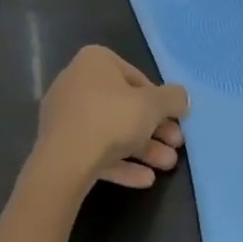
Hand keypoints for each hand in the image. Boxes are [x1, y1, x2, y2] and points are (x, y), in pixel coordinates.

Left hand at [33, 46, 189, 191]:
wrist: (64, 161)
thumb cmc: (111, 119)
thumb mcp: (152, 105)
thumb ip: (172, 99)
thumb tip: (183, 98)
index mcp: (95, 61)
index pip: (136, 77)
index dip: (160, 101)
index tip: (175, 119)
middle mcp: (76, 81)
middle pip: (124, 106)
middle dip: (154, 129)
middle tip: (176, 145)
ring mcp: (65, 115)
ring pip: (111, 130)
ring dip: (142, 148)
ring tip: (168, 166)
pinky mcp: (59, 145)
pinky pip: (95, 149)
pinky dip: (120, 162)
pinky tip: (145, 180)